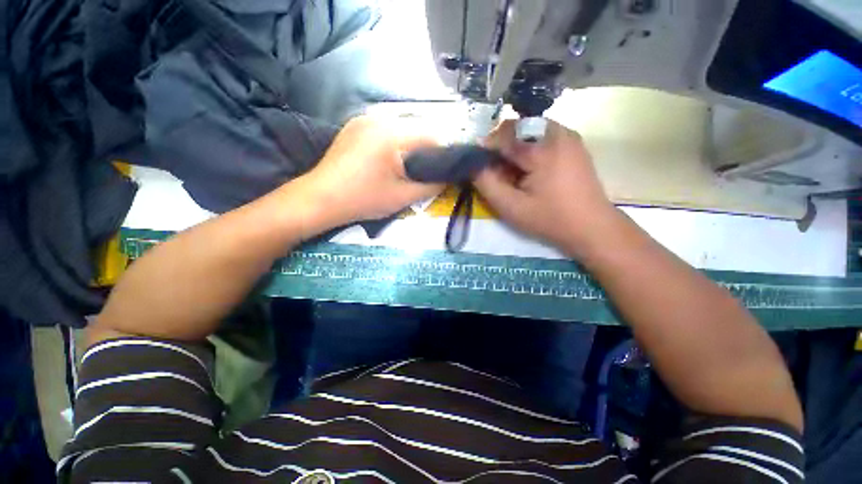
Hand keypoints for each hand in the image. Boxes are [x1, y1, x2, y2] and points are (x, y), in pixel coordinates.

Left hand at [292, 116, 444, 226]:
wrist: (321, 198)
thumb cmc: (363, 200)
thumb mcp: (403, 197)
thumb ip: (431, 186)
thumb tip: (449, 179)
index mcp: (393, 134)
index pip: (432, 136)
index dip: (443, 154)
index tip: (444, 171)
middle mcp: (380, 118)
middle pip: (417, 129)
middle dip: (427, 150)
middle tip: (425, 172)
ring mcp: (365, 118)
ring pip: (402, 128)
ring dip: (411, 145)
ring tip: (408, 166)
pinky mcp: (355, 125)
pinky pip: (385, 129)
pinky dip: (394, 141)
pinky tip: (389, 159)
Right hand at [473, 119, 619, 256]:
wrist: (592, 227)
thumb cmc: (550, 219)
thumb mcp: (511, 207)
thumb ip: (487, 184)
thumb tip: (472, 165)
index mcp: (542, 148)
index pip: (501, 136)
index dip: (485, 150)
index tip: (479, 168)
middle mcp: (557, 133)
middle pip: (515, 128)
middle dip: (499, 148)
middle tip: (496, 173)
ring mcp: (568, 136)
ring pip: (527, 130)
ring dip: (513, 148)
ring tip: (512, 173)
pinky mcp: (573, 143)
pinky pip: (541, 135)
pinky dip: (528, 148)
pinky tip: (529, 170)